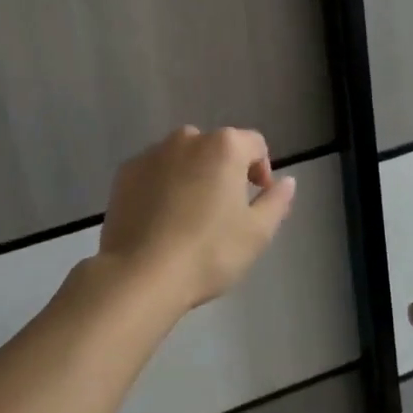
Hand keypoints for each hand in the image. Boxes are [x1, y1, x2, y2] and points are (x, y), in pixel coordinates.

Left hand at [95, 126, 296, 315]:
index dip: (262, 169)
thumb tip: (287, 181)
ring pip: (182, 157)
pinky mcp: (125, 172)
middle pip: (216, 147)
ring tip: (189, 215)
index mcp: (224, 146)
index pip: (255, 144)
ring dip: (192, 175)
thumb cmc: (209, 252)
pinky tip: (160, 218)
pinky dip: (162, 185)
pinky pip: (154, 171)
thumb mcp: (257, 233)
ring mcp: (152, 153)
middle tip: (223, 210)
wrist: (141, 274)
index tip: (257, 198)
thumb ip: (277, 201)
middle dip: (224, 171)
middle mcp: (187, 139)